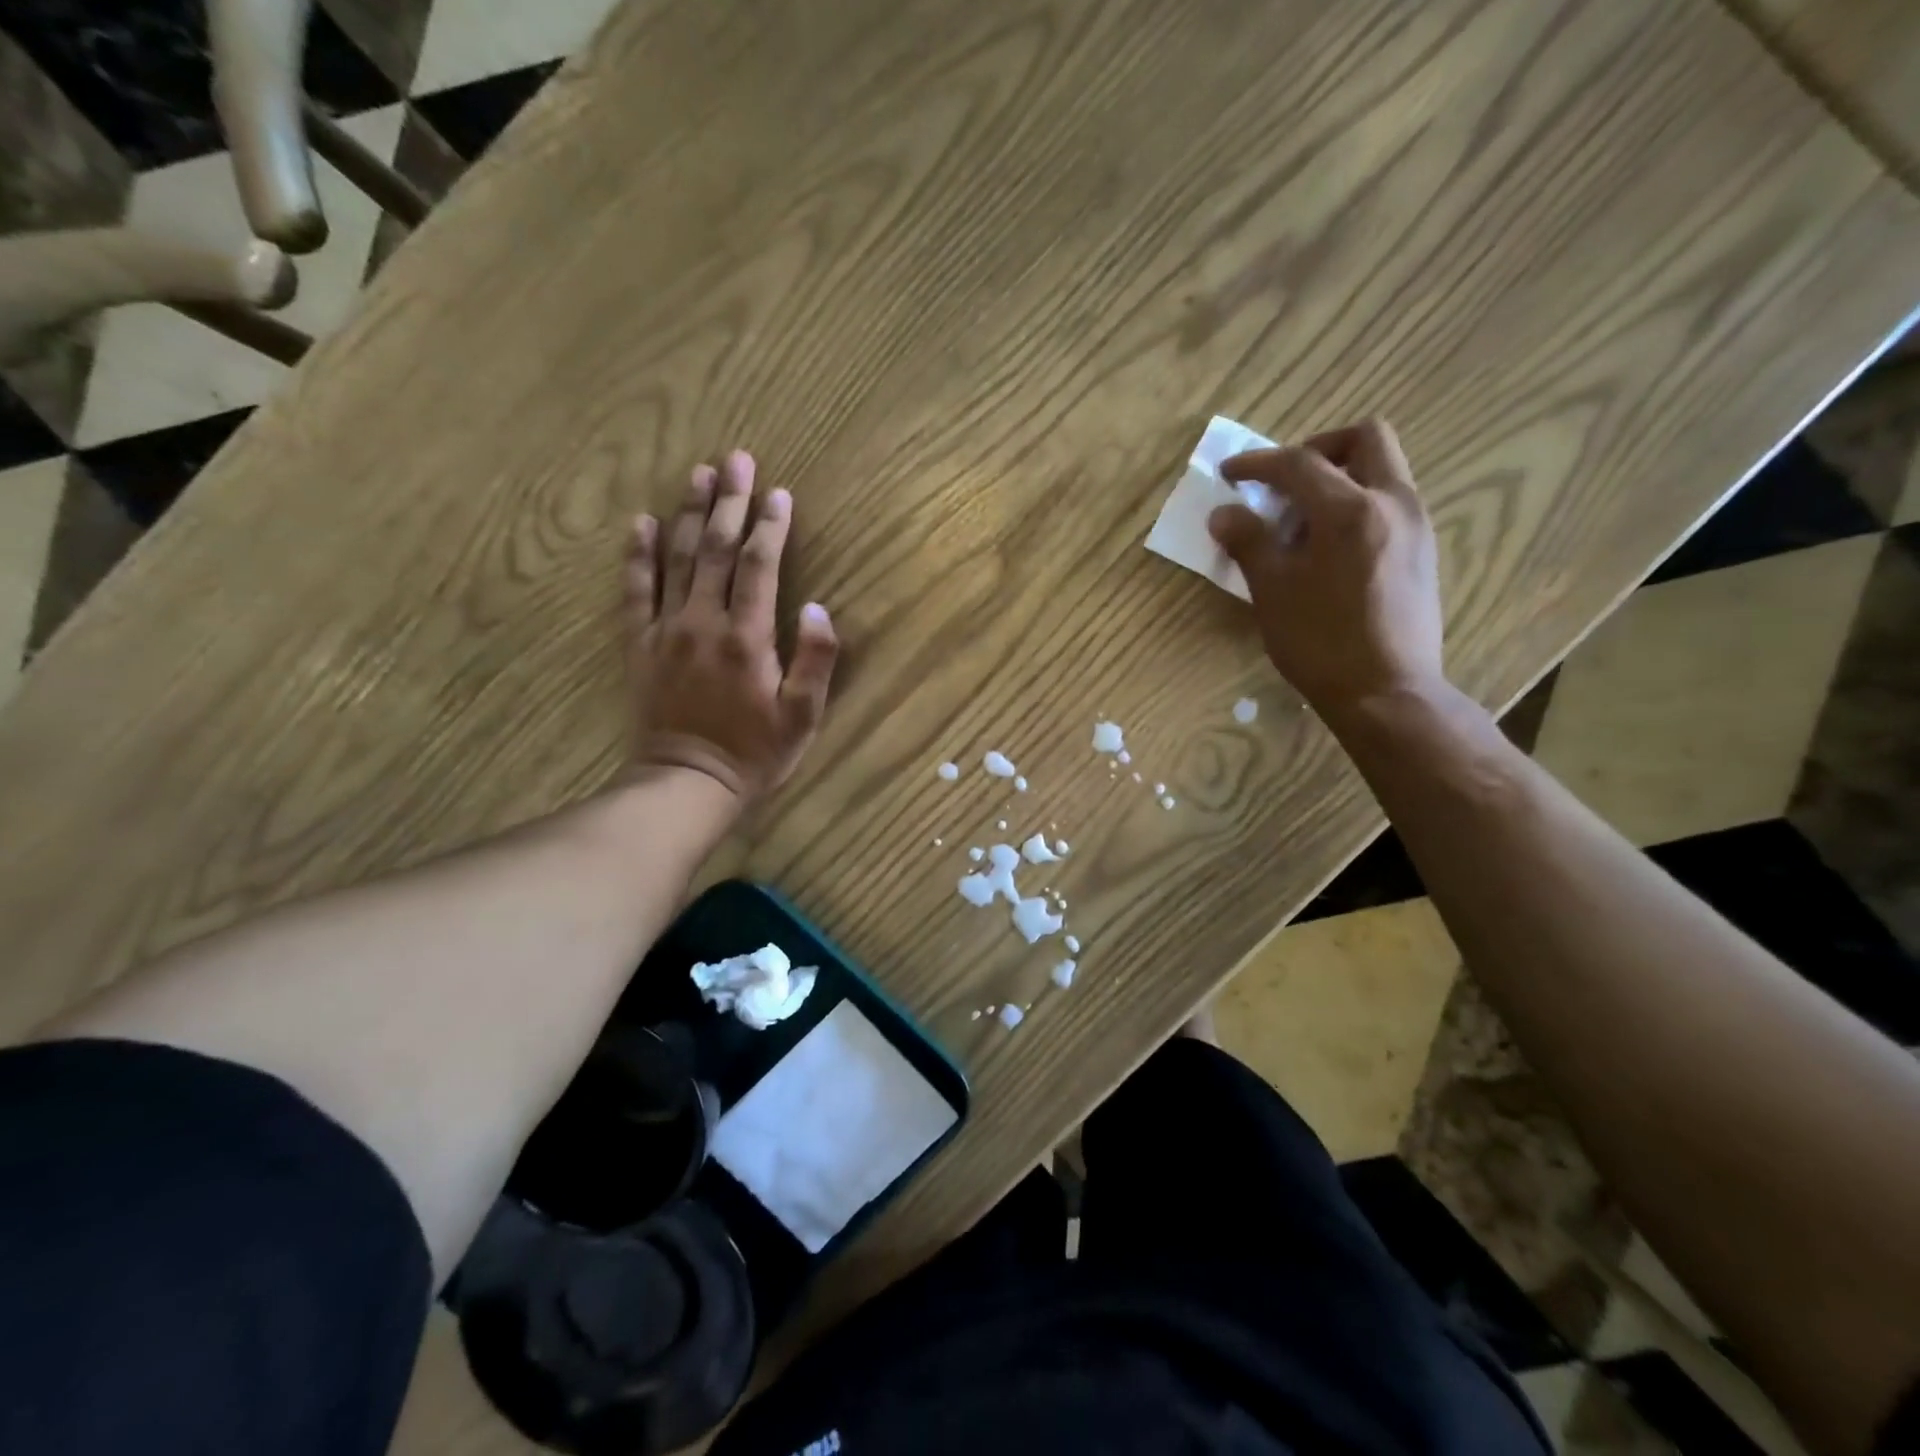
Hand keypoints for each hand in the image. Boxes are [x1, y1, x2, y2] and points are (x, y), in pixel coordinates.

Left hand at [625, 450, 838, 803]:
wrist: (687, 783)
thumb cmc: (755, 753)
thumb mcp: (803, 716)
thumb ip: (815, 659)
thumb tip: (817, 606)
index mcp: (747, 637)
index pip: (759, 566)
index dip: (770, 526)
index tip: (778, 492)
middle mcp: (703, 622)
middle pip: (715, 549)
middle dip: (728, 501)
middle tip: (736, 459)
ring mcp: (666, 630)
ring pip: (677, 559)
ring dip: (688, 513)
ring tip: (697, 474)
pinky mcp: (640, 645)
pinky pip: (635, 591)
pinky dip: (637, 555)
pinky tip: (641, 524)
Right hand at [1207, 419, 1443, 715]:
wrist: (1386, 692)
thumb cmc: (1321, 642)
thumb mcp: (1272, 591)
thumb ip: (1248, 543)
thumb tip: (1224, 513)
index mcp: (1350, 510)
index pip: (1299, 463)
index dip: (1258, 463)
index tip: (1229, 473)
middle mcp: (1393, 503)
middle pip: (1366, 439)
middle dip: (1319, 449)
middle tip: (1285, 482)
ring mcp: (1415, 525)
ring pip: (1383, 469)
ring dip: (1340, 477)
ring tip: (1302, 520)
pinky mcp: (1423, 551)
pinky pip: (1390, 502)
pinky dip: (1357, 504)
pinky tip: (1329, 548)